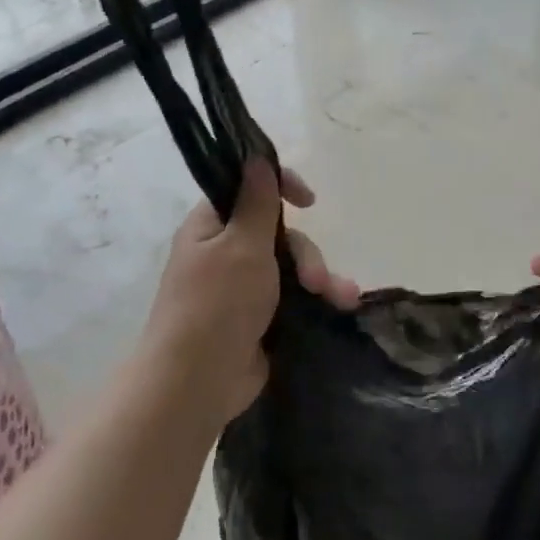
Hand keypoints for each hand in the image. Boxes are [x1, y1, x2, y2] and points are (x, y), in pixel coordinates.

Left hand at [137, 161, 358, 423]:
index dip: (279, 186)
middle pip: (278, 233)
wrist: (198, 382)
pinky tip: (342, 306)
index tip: (308, 198)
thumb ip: (256, 202)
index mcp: (211, 227)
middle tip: (315, 280)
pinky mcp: (261, 317)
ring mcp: (243, 287)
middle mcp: (226, 252)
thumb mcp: (241, 246)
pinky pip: (295, 295)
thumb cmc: (216, 305)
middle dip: (306, 253)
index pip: (245, 189)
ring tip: (342, 298)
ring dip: (321, 277)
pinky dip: (318, 298)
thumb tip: (256, 157)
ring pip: (293, 266)